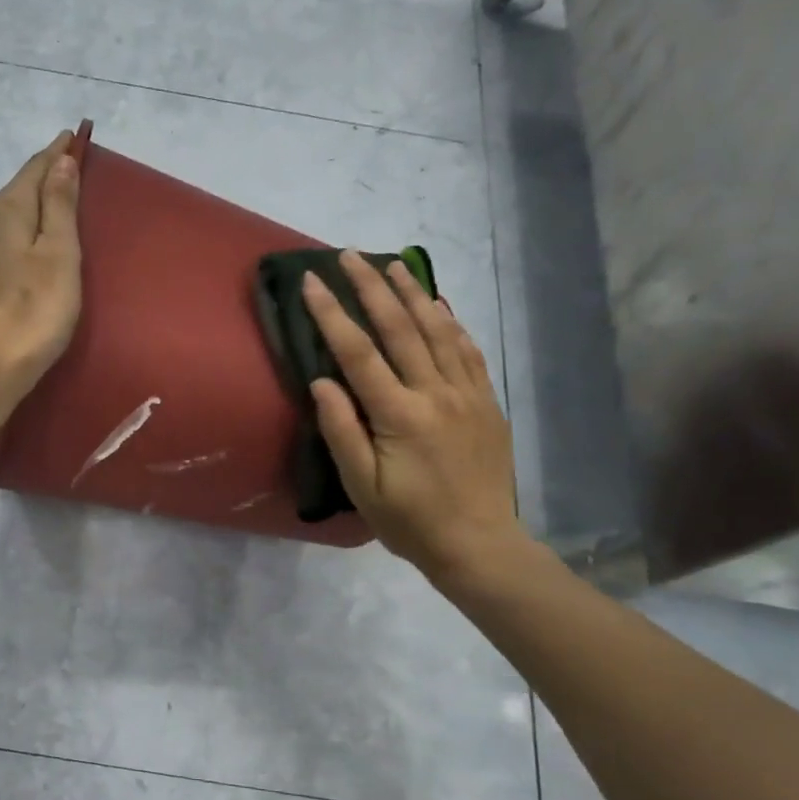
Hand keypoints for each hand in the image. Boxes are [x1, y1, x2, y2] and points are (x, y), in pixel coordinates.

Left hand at [0, 130, 82, 403]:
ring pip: (15, 214)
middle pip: (22, 188)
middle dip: (48, 174)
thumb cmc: (34, 309)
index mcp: (9, 208)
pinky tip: (40, 240)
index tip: (76, 136)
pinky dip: (29, 230)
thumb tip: (61, 161)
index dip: (59, 152)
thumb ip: (60, 205)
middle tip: (75, 164)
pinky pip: (11, 238)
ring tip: (63, 198)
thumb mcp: (58, 253)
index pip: (37, 167)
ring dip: (38, 203)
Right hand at [302, 251, 531, 591]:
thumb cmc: (409, 520)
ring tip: (394, 265)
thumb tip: (321, 382)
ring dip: (414, 294)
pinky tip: (439, 306)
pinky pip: (468, 352)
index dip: (333, 314)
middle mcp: (435, 393)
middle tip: (350, 255)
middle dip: (372, 288)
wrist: (478, 544)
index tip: (312, 282)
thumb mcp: (362, 486)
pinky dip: (451, 323)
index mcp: (399, 415)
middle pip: (401, 328)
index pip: (359, 352)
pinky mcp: (486, 403)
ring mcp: (467, 395)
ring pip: (439, 331)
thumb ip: (341, 430)